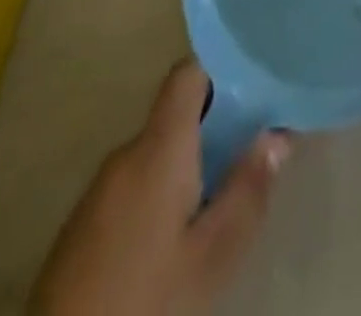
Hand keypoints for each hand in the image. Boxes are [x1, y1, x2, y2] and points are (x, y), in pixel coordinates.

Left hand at [32, 62, 290, 315]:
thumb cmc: (144, 300)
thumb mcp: (211, 257)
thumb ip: (247, 191)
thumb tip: (277, 135)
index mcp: (159, 146)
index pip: (189, 73)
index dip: (222, 68)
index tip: (255, 82)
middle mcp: (126, 153)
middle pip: (176, 116)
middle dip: (215, 127)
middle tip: (251, 151)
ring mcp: (99, 189)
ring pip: (156, 155)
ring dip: (188, 165)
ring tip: (220, 197)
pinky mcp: (83, 225)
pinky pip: (133, 186)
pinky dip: (160, 194)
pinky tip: (176, 235)